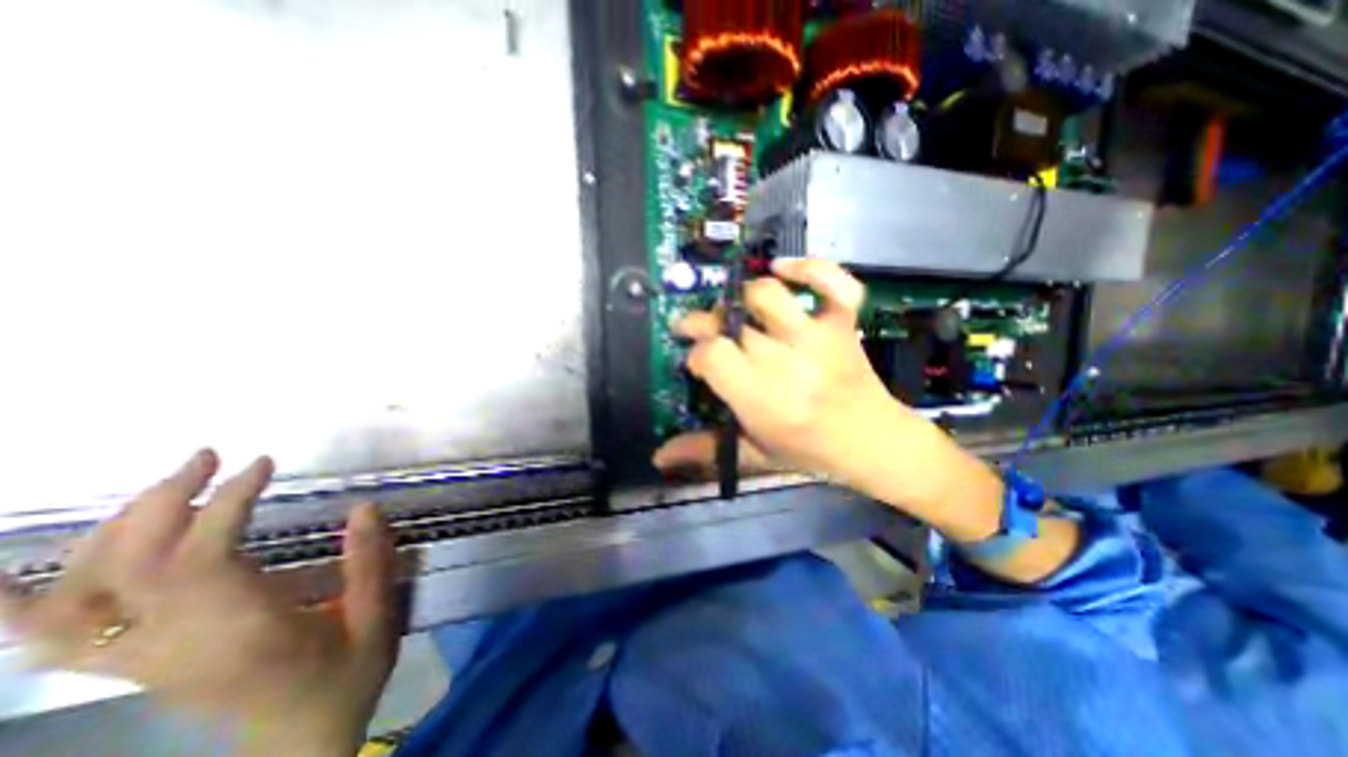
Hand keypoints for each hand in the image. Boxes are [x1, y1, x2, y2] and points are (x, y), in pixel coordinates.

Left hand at [0, 452, 395, 753]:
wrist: (301, 742)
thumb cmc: (347, 676)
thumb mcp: (377, 617)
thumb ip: (370, 562)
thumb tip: (365, 506)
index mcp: (241, 634)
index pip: (201, 560)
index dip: (226, 503)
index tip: (263, 464)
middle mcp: (174, 647)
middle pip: (127, 570)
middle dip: (162, 501)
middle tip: (210, 457)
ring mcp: (142, 661)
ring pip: (76, 598)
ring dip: (112, 531)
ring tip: (167, 487)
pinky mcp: (136, 664)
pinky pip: (50, 636)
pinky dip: (22, 601)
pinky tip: (16, 570)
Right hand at [651, 258, 945, 495]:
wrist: (873, 443)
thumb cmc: (809, 451)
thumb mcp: (753, 454)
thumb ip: (704, 450)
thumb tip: (659, 457)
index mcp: (761, 397)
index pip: (711, 354)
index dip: (697, 354)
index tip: (700, 363)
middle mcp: (785, 359)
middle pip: (730, 321)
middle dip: (708, 323)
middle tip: (704, 330)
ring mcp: (816, 336)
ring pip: (766, 294)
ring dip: (743, 297)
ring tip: (738, 310)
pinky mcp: (842, 323)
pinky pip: (832, 281)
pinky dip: (809, 267)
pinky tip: (783, 268)